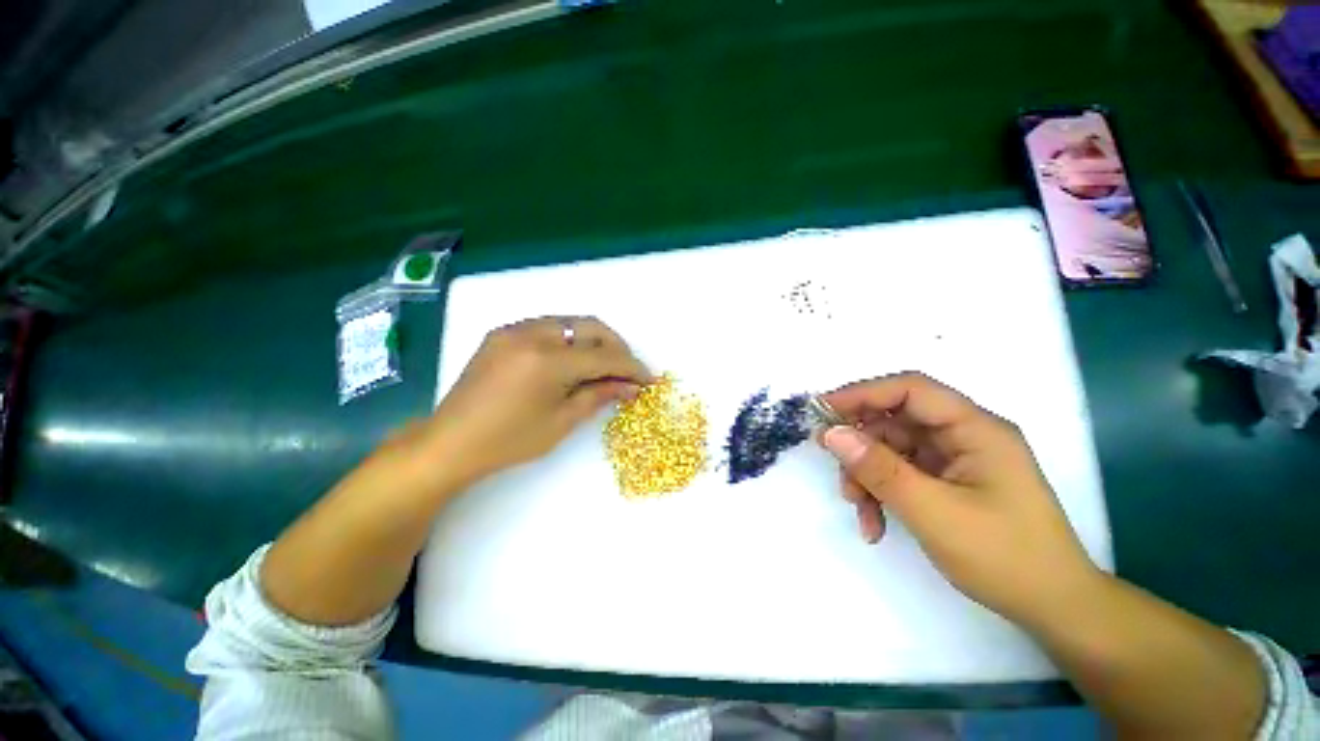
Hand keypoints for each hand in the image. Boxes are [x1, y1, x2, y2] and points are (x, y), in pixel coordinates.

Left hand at [420, 316, 649, 486]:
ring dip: (594, 340)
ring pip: (570, 322)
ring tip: (604, 365)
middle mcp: (532, 334)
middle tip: (628, 371)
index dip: (631, 367)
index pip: (604, 356)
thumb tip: (631, 387)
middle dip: (616, 347)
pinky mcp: (503, 333)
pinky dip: (569, 338)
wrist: (450, 443)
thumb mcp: (561, 422)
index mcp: (547, 361)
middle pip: (591, 327)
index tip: (648, 379)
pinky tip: (573, 360)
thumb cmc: (509, 441)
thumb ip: (599, 395)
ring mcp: (514, 330)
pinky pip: (548, 326)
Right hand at [818, 372, 1100, 623]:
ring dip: (867, 475)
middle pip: (895, 421)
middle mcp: (964, 435)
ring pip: (891, 449)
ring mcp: (955, 459)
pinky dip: (881, 493)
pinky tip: (875, 524)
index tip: (823, 410)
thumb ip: (879, 469)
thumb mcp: (934, 512)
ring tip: (858, 508)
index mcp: (975, 429)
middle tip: (832, 465)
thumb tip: (832, 434)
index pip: (910, 390)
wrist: (1052, 608)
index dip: (863, 393)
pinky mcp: (947, 481)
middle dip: (860, 445)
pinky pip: (900, 474)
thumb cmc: (1004, 557)